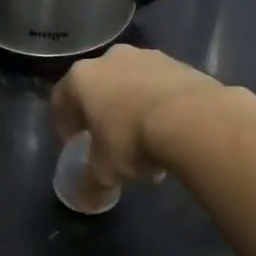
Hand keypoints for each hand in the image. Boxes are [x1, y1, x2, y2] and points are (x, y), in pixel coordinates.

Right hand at [51, 44, 227, 187]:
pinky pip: (160, 86)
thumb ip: (90, 181)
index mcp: (82, 77)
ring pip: (131, 84)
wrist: (194, 120)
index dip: (64, 124)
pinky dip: (160, 105)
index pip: (61, 98)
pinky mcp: (180, 63)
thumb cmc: (132, 139)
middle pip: (98, 87)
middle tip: (109, 140)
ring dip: (132, 108)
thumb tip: (86, 199)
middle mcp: (110, 59)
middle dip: (102, 113)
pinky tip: (171, 132)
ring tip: (146, 142)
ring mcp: (147, 56)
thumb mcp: (104, 170)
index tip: (74, 144)